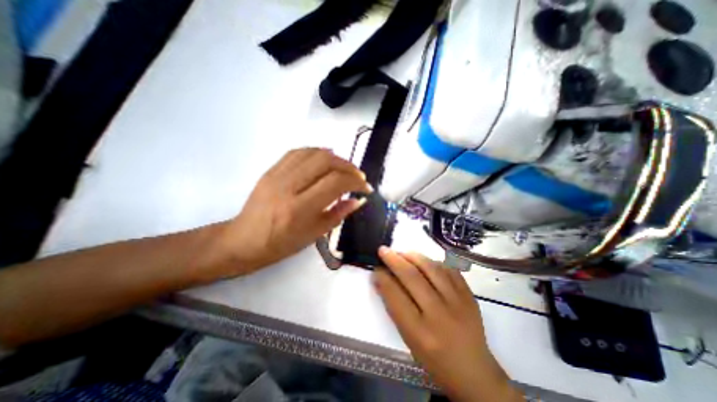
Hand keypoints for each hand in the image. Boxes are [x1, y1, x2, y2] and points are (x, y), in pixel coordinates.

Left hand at [213, 147, 371, 276]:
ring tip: (344, 167)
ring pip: (312, 152)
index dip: (356, 181)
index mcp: (300, 208)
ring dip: (334, 157)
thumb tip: (358, 200)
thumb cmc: (281, 244)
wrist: (244, 240)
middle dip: (348, 166)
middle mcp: (288, 186)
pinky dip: (316, 152)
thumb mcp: (314, 235)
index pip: (335, 182)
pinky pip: (297, 152)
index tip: (365, 187)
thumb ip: (338, 214)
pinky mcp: (270, 170)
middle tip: (357, 176)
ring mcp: (277, 175)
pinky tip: (325, 159)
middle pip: (325, 161)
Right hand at [375, 248, 521, 400]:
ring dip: (413, 256)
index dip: (383, 278)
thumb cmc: (434, 358)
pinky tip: (424, 261)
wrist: (474, 371)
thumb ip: (394, 307)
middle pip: (413, 278)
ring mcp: (458, 302)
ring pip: (432, 268)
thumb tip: (381, 279)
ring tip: (402, 252)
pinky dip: (434, 261)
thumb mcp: (408, 338)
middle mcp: (439, 315)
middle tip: (384, 250)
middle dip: (394, 260)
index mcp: (420, 332)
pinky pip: (449, 269)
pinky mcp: (469, 295)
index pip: (396, 296)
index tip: (376, 268)